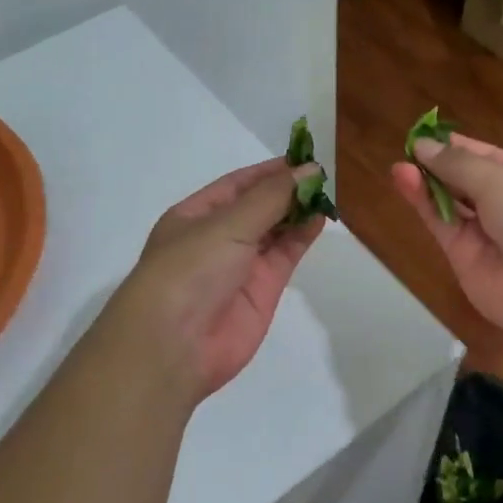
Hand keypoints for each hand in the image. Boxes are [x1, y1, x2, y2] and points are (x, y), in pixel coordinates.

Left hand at [115, 158, 326, 403]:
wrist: (175, 345)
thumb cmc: (189, 271)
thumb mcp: (227, 224)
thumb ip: (271, 197)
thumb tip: (310, 170)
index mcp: (196, 215)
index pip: (238, 184)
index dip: (269, 171)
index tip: (304, 157)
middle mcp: (218, 237)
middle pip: (259, 206)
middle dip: (287, 190)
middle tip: (323, 175)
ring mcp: (241, 265)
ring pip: (275, 230)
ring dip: (299, 211)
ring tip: (327, 193)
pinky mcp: (263, 290)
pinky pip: (286, 255)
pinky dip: (303, 236)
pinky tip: (321, 219)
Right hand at [391, 135, 502, 344]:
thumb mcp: (501, 179)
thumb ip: (457, 164)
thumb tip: (423, 145)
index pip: (486, 156)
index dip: (456, 146)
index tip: (424, 134)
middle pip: (465, 181)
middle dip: (438, 165)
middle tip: (406, 150)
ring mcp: (485, 234)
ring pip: (449, 203)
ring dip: (426, 184)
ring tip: (399, 166)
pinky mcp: (464, 258)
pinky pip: (442, 225)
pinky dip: (423, 204)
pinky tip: (404, 180)